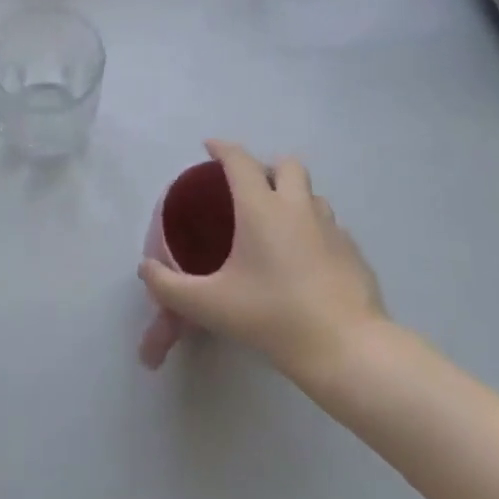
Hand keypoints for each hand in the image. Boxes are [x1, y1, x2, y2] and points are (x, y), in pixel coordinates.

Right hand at [139, 140, 387, 386]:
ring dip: (294, 198)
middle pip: (287, 164)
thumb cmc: (274, 317)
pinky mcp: (354, 253)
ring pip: (312, 194)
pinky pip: (330, 227)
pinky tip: (307, 262)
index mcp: (261, 208)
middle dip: (267, 167)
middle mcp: (298, 207)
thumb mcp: (210, 305)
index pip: (240, 160)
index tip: (210, 147)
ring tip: (278, 225)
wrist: (348, 350)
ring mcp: (332, 228)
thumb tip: (145, 268)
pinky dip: (315, 231)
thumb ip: (170, 286)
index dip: (222, 149)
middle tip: (250, 190)